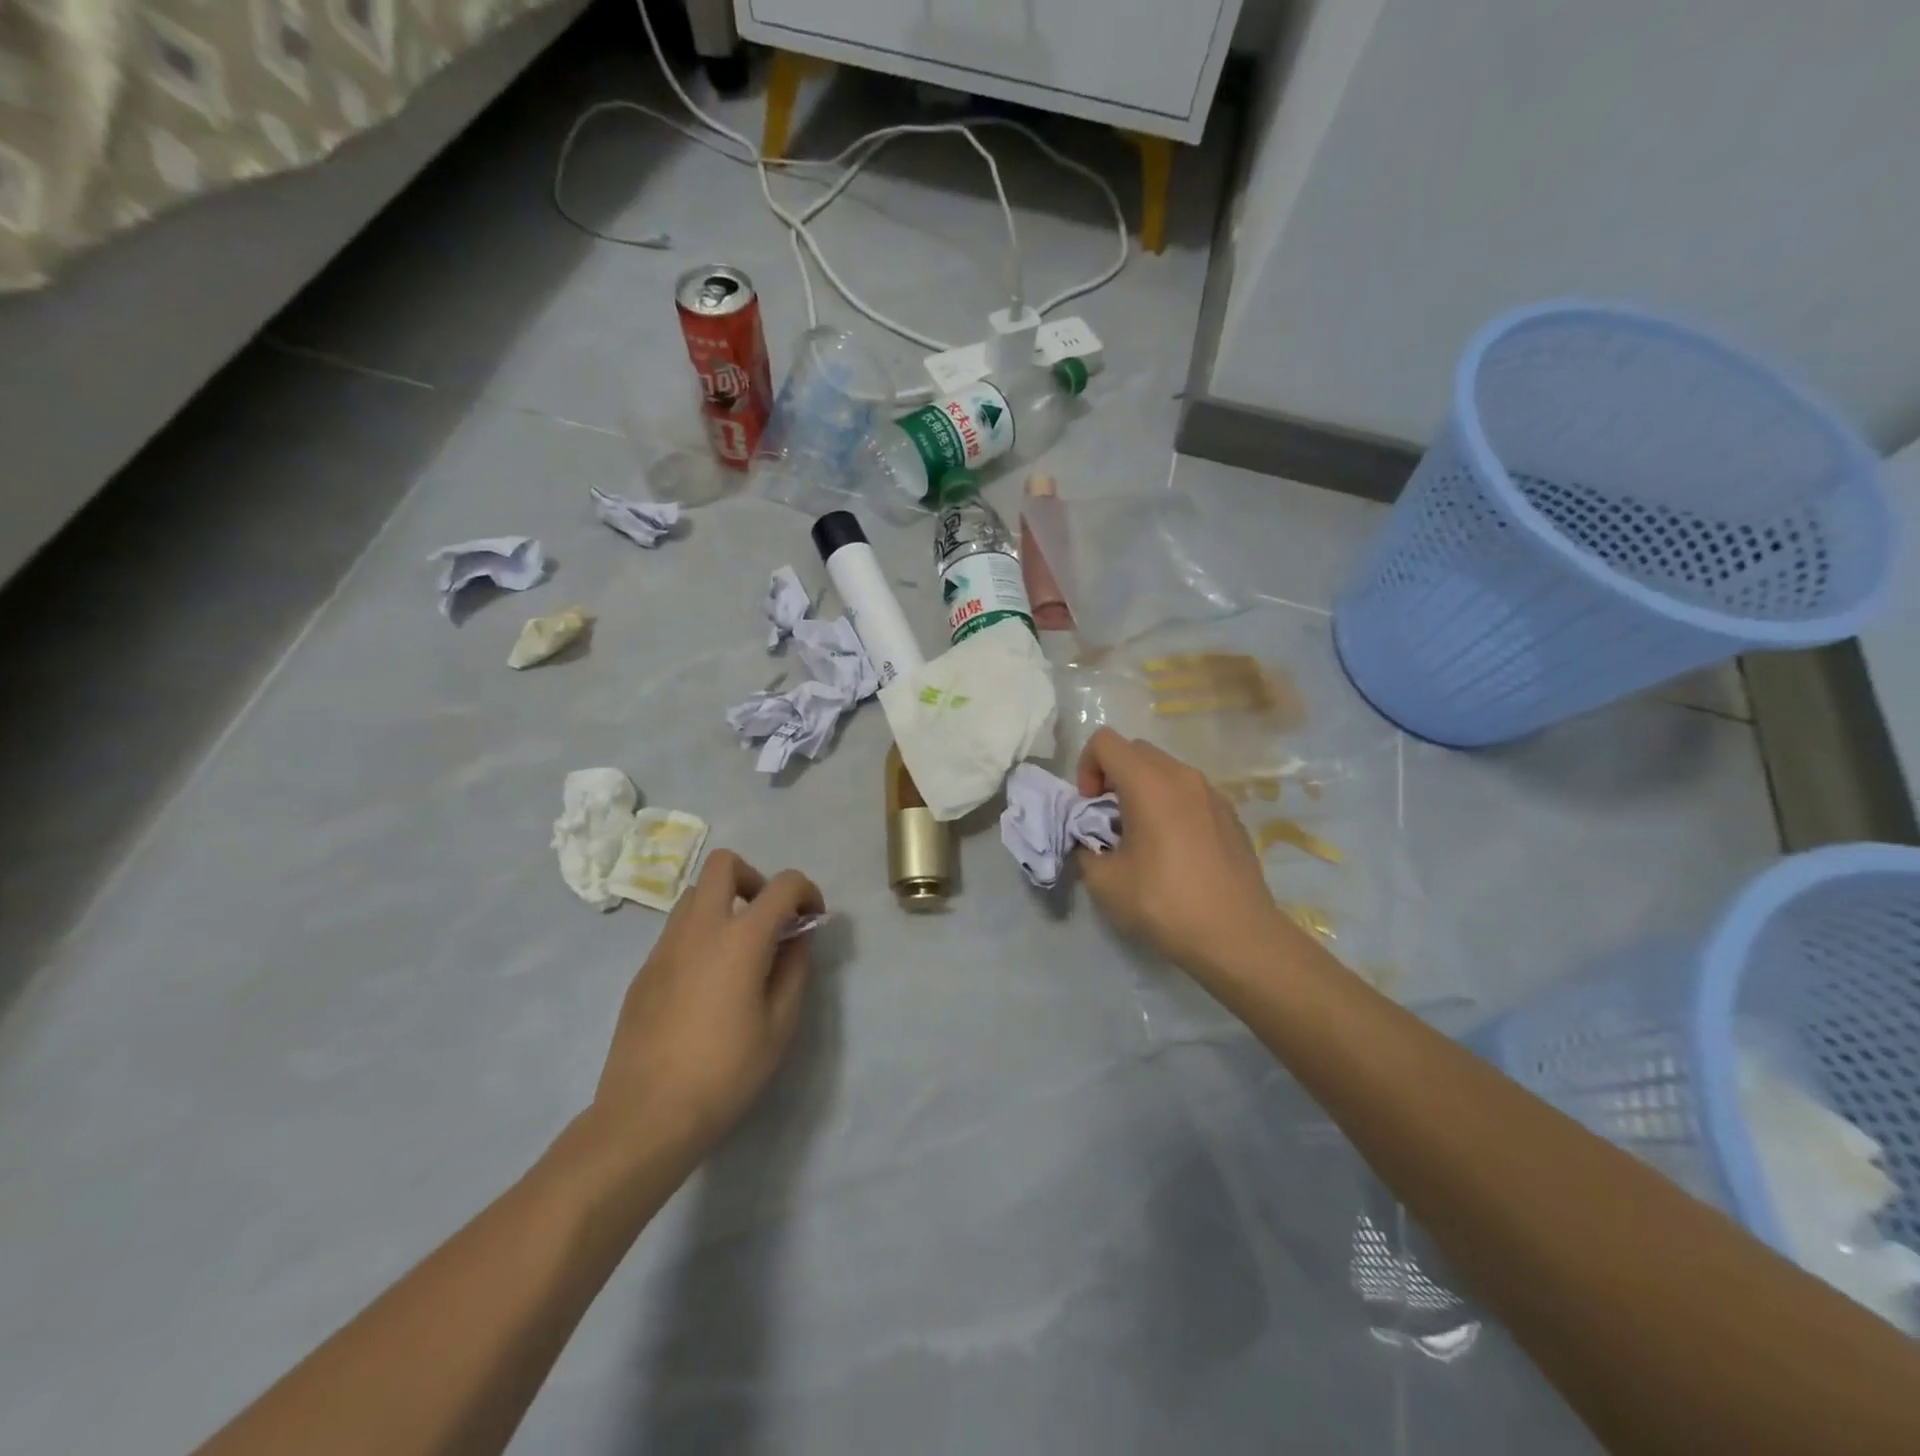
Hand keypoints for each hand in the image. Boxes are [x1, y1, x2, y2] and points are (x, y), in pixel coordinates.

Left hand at [593, 850, 824, 1159]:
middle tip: (768, 921)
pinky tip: (708, 985)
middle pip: (724, 864)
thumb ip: (794, 969)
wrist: (646, 1116)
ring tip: (739, 952)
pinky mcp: (644, 970)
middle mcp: (699, 928)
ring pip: (695, 895)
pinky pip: (677, 930)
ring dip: (724, 905)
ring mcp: (664, 946)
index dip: (806, 892)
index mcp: (740, 938)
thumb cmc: (725, 1072)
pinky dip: (701, 935)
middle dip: (755, 879)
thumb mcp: (780, 1024)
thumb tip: (798, 936)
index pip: (783, 884)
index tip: (811, 921)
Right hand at [1074, 728, 1293, 979]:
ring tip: (1142, 837)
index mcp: (1149, 784)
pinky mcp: (1231, 815)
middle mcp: (1183, 777)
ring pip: (1165, 770)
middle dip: (1112, 776)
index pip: (1104, 742)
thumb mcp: (1104, 882)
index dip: (1086, 768)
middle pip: (1135, 750)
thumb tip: (1091, 841)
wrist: (1237, 937)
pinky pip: (1189, 793)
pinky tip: (1175, 851)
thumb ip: (1085, 848)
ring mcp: (1213, 794)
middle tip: (1109, 821)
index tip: (1090, 808)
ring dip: (1142, 790)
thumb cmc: (1165, 904)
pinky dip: (1171, 805)